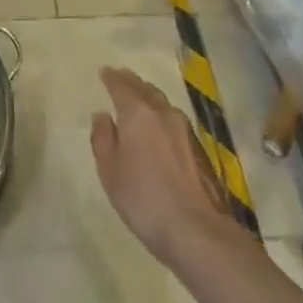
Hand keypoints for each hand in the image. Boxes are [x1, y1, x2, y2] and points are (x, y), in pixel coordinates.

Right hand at [90, 66, 230, 269]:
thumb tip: (103, 116)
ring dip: (148, 97)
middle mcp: (163, 113)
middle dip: (131, 82)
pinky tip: (158, 127)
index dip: (111, 78)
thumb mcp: (109, 170)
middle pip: (145, 89)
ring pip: (162, 103)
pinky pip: (174, 120)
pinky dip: (161, 115)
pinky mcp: (200, 149)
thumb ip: (103, 138)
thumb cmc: (143, 198)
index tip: (105, 72)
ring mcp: (185, 130)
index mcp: (138, 113)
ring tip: (139, 99)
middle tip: (121, 78)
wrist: (196, 231)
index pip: (121, 86)